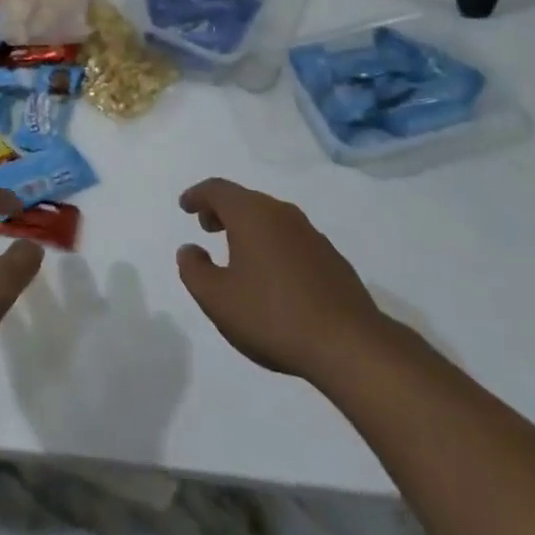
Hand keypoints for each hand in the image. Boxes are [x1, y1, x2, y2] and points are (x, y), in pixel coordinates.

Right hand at [176, 178, 388, 379]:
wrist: (349, 345)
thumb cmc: (272, 316)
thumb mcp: (217, 299)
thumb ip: (194, 270)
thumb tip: (189, 249)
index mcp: (252, 214)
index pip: (218, 190)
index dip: (197, 195)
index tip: (185, 206)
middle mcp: (281, 213)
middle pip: (245, 200)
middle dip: (222, 210)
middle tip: (208, 227)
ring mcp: (311, 234)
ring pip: (271, 218)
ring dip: (249, 228)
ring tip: (238, 253)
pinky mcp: (331, 259)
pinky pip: (291, 239)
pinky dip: (273, 245)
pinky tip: (273, 276)